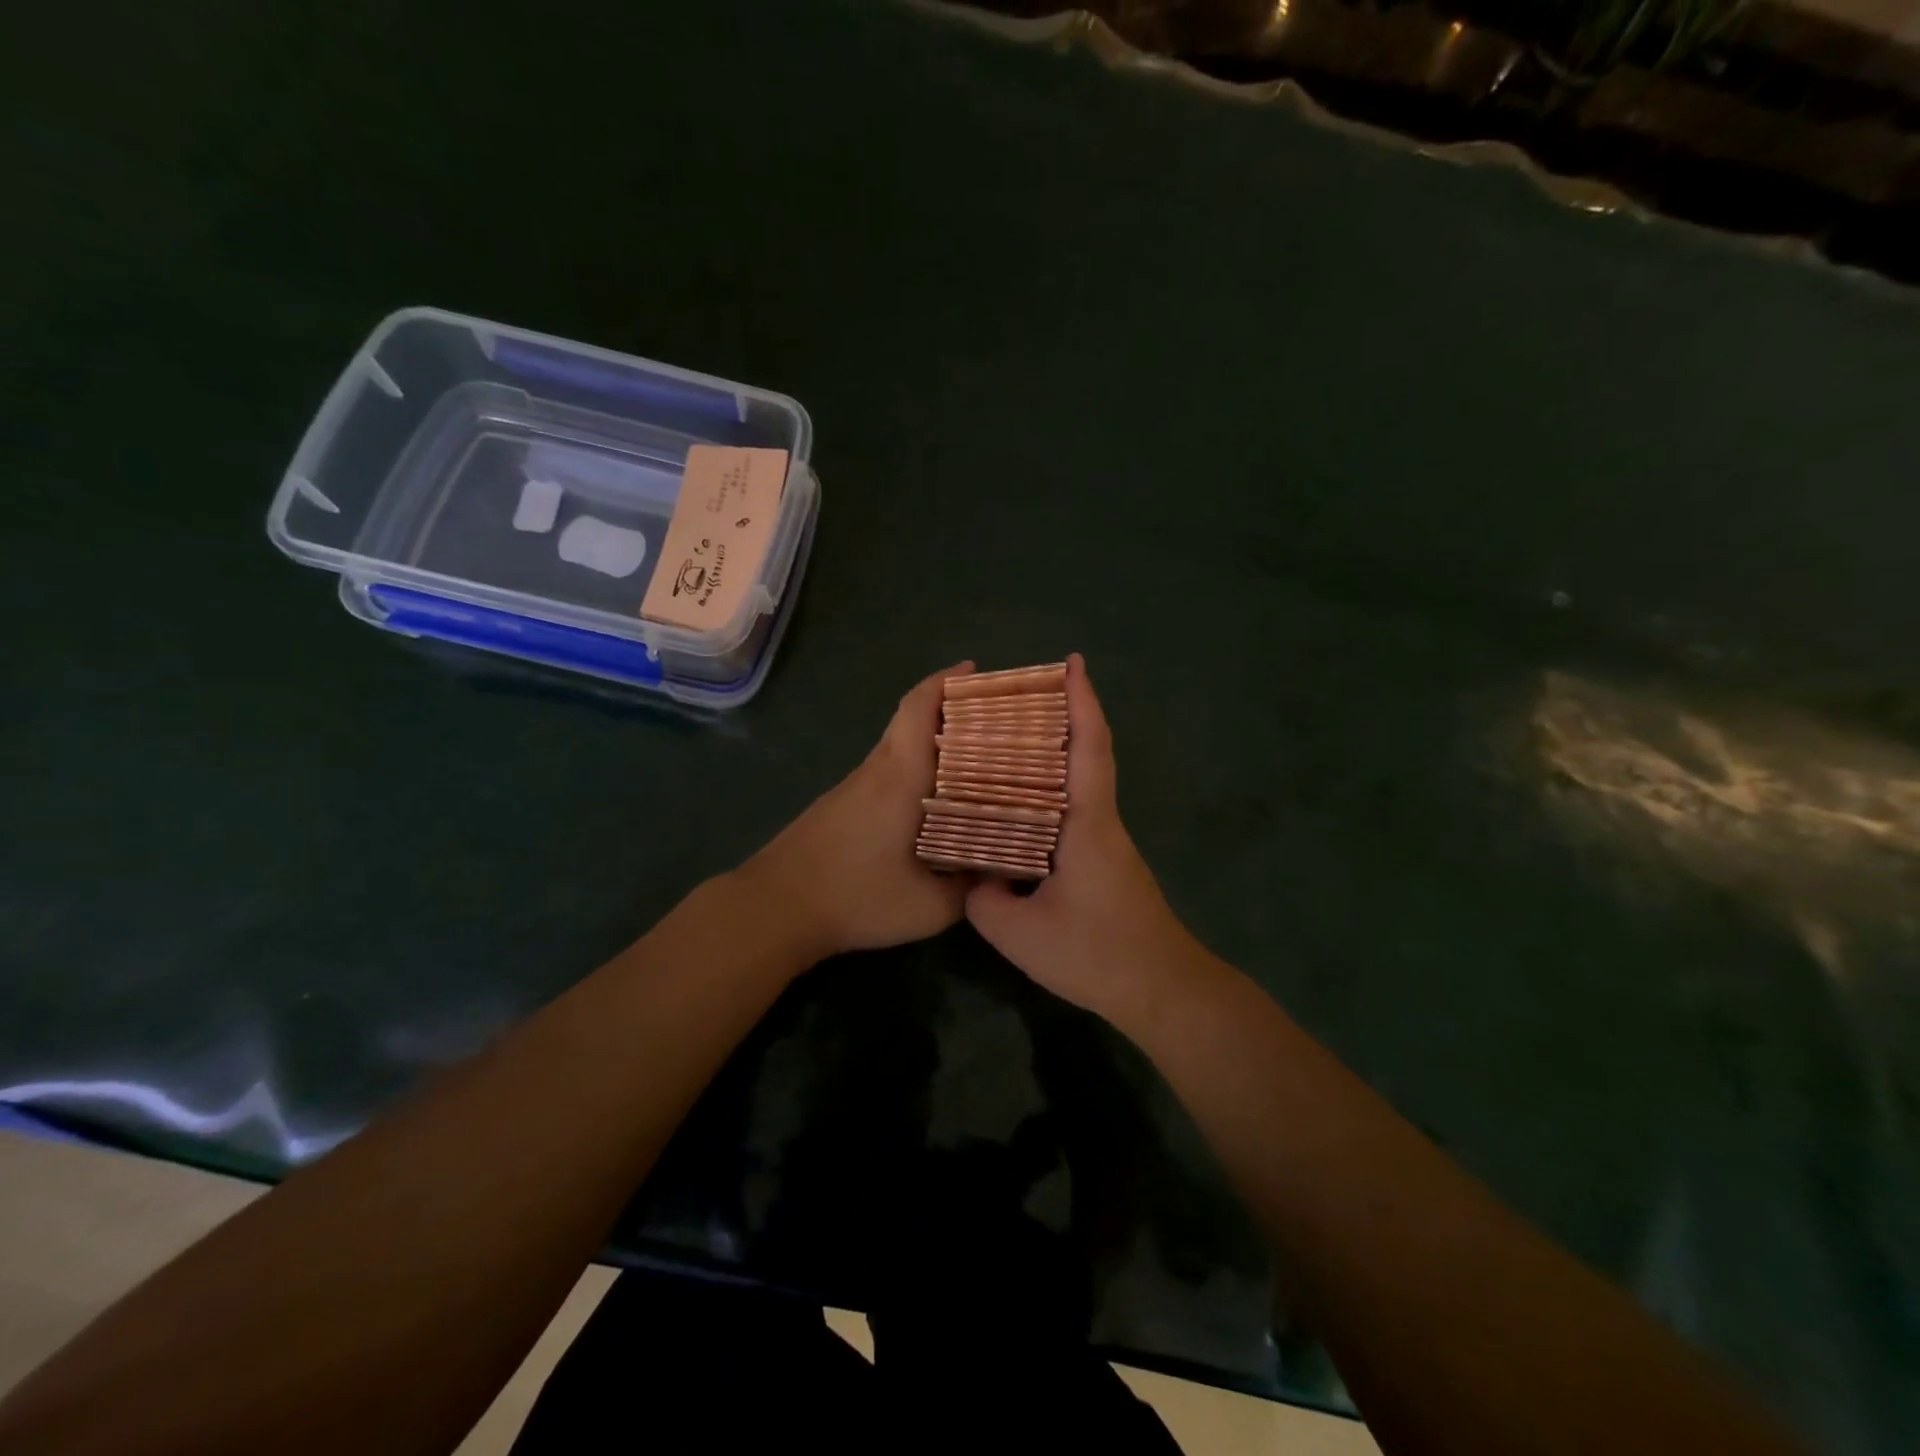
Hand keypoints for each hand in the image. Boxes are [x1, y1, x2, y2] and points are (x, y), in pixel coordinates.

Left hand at [738, 662, 974, 959]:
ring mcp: (854, 786)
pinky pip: (886, 771)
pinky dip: (915, 768)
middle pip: (911, 720)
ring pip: (899, 747)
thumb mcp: (928, 907)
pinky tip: (934, 800)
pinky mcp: (841, 805)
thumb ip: (970, 890)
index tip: (973, 670)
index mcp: (899, 777)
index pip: (918, 708)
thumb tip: (999, 872)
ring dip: (933, 742)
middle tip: (992, 720)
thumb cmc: (855, 897)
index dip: (945, 682)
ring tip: (975, 760)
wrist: (775, 908)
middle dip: (950, 709)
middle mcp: (876, 770)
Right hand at [965, 654, 1201, 1026]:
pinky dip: (1046, 797)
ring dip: (1049, 759)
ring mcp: (1105, 844)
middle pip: (1084, 756)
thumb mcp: (1020, 932)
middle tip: (1014, 699)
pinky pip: (1071, 815)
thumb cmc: (1096, 953)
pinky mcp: (1103, 864)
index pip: (1088, 748)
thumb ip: (984, 897)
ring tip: (1003, 746)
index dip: (1082, 701)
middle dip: (1060, 718)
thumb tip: (976, 875)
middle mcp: (1101, 822)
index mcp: (1088, 823)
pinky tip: (1016, 810)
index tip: (1073, 663)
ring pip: (1077, 787)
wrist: (1161, 990)